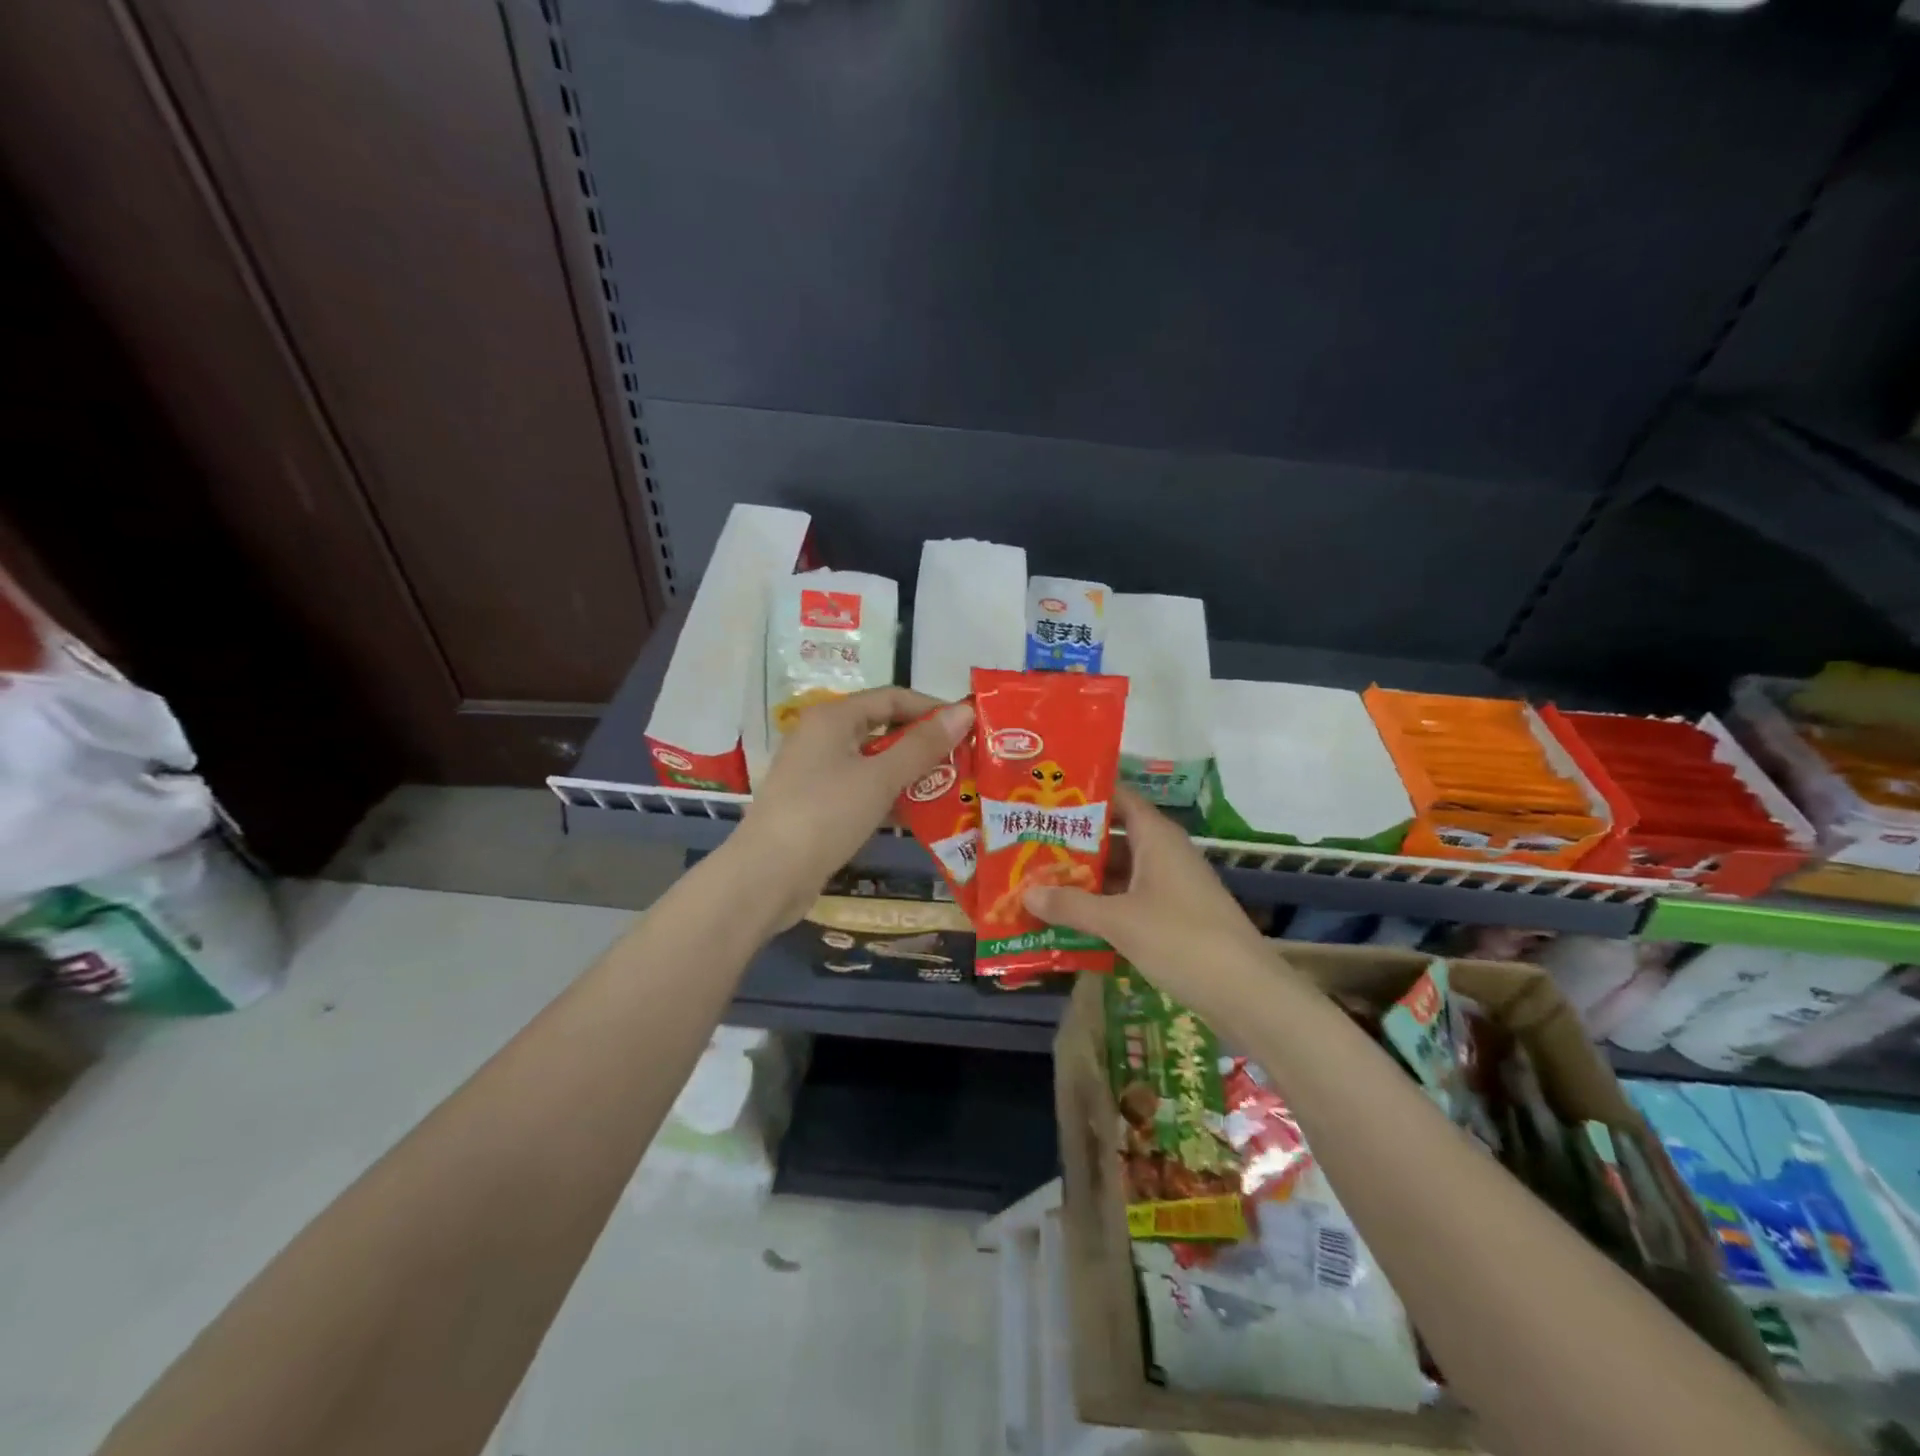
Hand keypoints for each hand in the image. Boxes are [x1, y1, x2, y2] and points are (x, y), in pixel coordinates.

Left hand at [727, 687, 974, 927]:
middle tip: (964, 761)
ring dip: (910, 774)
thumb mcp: (880, 777)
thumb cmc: (826, 814)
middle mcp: (822, 737)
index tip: (968, 728)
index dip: (931, 708)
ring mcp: (817, 773)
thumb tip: (963, 712)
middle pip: (882, 729)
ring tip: (951, 789)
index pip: (892, 698)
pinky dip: (889, 797)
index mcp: (832, 717)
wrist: (767, 876)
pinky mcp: (817, 805)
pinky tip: (918, 815)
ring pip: (873, 763)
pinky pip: (862, 790)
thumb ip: (923, 745)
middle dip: (923, 744)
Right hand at [1022, 786, 1275, 1015]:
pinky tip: (1072, 919)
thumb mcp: (1118, 921)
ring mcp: (1172, 886)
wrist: (1246, 993)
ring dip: (1087, 878)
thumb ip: (1071, 905)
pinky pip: (1131, 899)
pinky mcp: (1176, 917)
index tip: (1046, 799)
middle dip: (1075, 843)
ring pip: (1122, 871)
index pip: (1119, 798)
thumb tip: (1026, 893)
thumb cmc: (1181, 939)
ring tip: (1041, 882)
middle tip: (1030, 845)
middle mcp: (1165, 853)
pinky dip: (1104, 905)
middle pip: (1115, 836)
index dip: (1085, 796)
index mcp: (1156, 837)